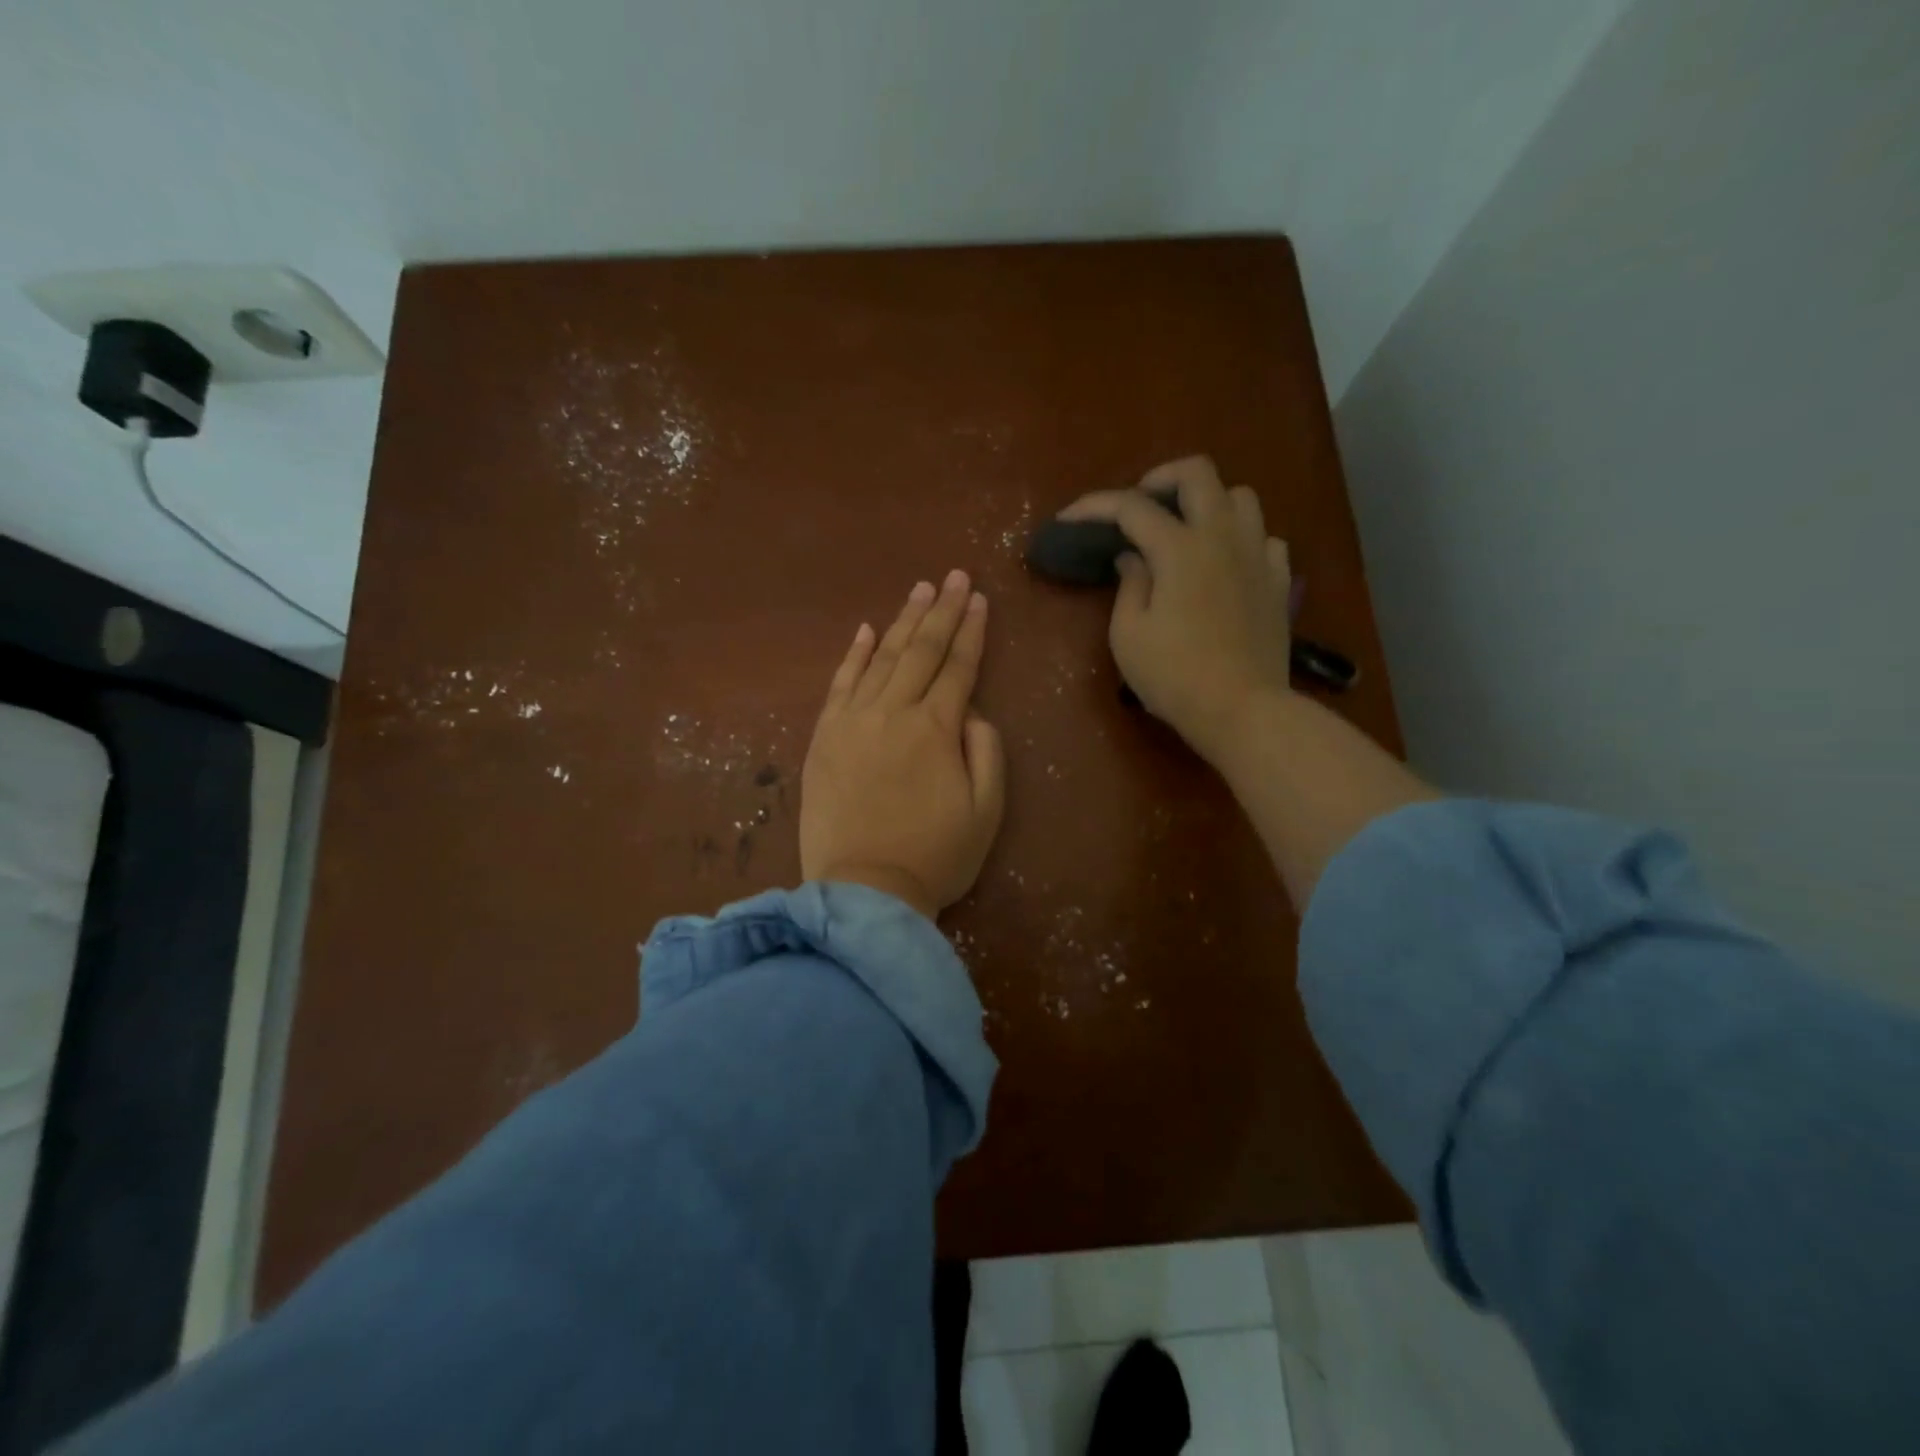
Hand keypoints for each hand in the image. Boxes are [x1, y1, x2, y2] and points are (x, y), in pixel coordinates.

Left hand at [801, 570, 1006, 919]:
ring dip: (901, 622)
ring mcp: (852, 722)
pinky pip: (839, 685)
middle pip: (920, 651)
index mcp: (936, 729)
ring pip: (881, 659)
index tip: (979, 598)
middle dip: (941, 610)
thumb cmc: (935, 856)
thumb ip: (986, 751)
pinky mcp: (823, 738)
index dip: (971, 631)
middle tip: (953, 576)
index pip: (958, 667)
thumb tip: (971, 711)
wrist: (864, 891)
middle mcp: (893, 712)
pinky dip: (853, 656)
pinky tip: (865, 631)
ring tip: (918, 590)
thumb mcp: (987, 810)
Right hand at [1058, 456, 1292, 763]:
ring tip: (1186, 530)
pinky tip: (1225, 563)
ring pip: (1240, 497)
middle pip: (1197, 473)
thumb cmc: (1175, 676)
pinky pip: (1264, 538)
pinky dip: (1241, 539)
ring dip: (1207, 503)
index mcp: (1180, 548)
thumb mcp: (1129, 635)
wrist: (1243, 710)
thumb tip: (1133, 558)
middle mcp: (1222, 537)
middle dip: (1161, 478)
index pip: (1131, 507)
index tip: (1069, 519)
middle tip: (1140, 506)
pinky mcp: (1279, 581)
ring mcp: (1257, 555)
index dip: (1094, 506)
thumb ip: (1129, 586)